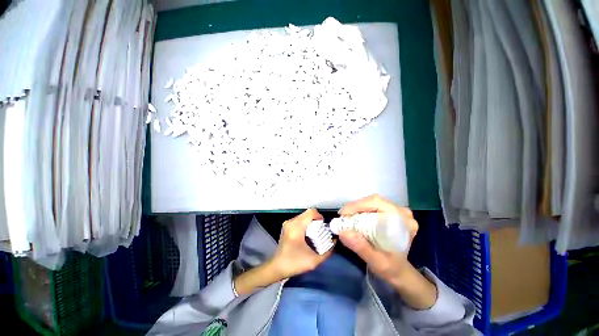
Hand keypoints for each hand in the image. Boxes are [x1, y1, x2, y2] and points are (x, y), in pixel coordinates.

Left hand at [271, 209, 332, 278]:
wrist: (277, 267)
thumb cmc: (294, 263)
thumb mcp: (314, 261)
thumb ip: (327, 252)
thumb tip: (334, 242)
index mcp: (297, 227)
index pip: (311, 212)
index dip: (319, 217)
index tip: (323, 226)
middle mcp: (291, 222)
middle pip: (307, 214)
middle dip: (316, 220)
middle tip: (320, 232)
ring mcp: (287, 223)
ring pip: (303, 216)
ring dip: (310, 222)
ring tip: (314, 234)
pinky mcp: (286, 226)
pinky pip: (299, 220)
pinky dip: (305, 224)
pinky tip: (307, 235)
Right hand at [338, 195, 436, 308]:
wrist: (399, 272)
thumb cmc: (391, 268)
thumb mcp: (376, 262)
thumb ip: (361, 247)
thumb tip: (343, 232)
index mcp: (403, 220)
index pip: (377, 203)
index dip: (358, 205)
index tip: (343, 214)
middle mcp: (401, 212)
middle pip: (373, 201)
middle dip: (355, 207)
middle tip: (342, 216)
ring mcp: (396, 211)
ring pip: (371, 202)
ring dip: (356, 208)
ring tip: (346, 217)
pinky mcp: (390, 213)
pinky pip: (372, 206)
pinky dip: (360, 211)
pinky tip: (354, 218)